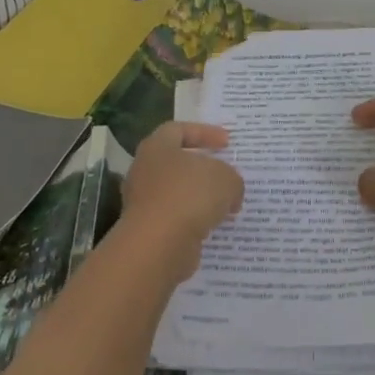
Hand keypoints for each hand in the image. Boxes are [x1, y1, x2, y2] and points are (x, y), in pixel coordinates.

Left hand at [118, 121, 244, 284]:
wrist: (158, 244)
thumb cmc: (189, 195)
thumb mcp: (226, 178)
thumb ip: (231, 178)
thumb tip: (230, 193)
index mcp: (157, 147)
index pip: (178, 130)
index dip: (204, 133)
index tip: (227, 142)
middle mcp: (144, 171)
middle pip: (176, 163)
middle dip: (202, 169)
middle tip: (226, 174)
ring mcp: (143, 202)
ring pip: (176, 193)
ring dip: (200, 198)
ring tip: (226, 205)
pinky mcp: (147, 230)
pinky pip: (175, 219)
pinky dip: (194, 220)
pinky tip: (214, 226)